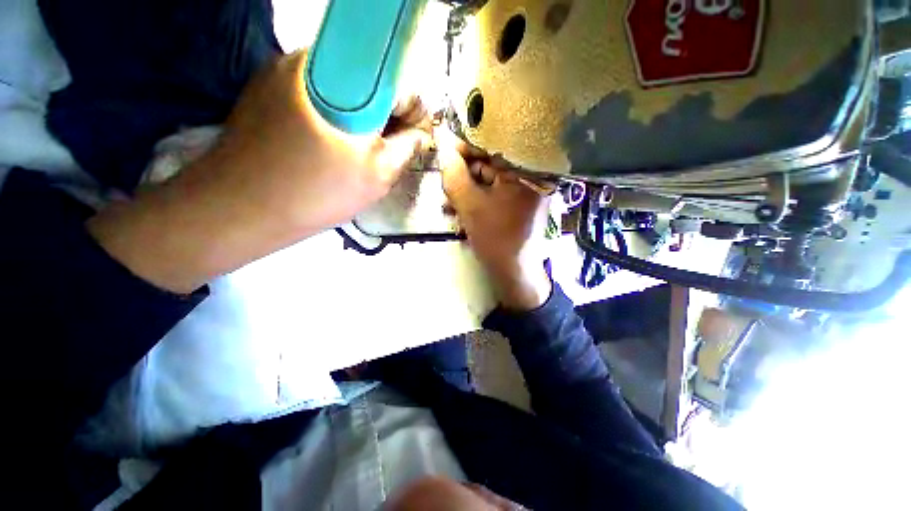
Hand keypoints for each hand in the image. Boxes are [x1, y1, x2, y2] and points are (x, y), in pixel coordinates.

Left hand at [87, 50, 431, 293]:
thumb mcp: (378, 174)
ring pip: (344, 89)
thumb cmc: (318, 192)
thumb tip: (421, 134)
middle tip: (390, 151)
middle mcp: (312, 60)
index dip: (412, 112)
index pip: (397, 80)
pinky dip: (336, 118)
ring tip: (362, 154)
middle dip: (388, 117)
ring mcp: (284, 72)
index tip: (414, 141)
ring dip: (362, 119)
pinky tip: (333, 148)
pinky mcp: (267, 89)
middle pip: (369, 80)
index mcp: (345, 77)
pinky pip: (319, 96)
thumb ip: (408, 148)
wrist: (240, 208)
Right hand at [437, 130, 551, 310]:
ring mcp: (527, 192)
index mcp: (527, 170)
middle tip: (445, 185)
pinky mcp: (520, 205)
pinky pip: (495, 195)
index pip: (493, 146)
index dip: (465, 146)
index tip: (444, 148)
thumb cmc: (496, 238)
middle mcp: (532, 176)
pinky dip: (477, 201)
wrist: (515, 273)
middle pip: (490, 165)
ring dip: (466, 192)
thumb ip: (454, 175)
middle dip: (463, 176)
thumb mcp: (470, 206)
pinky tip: (460, 213)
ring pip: (490, 182)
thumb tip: (443, 147)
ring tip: (448, 206)